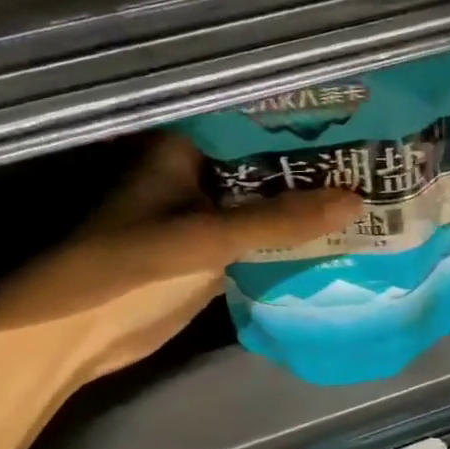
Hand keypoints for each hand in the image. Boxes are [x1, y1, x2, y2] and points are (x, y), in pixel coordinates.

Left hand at [0, 136, 359, 387]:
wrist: (77, 336)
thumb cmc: (131, 266)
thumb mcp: (209, 237)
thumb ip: (281, 220)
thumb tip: (357, 202)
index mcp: (184, 149)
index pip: (250, 118)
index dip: (298, 117)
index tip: (351, 112)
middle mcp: (197, 174)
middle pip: (264, 162)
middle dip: (311, 163)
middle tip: (373, 154)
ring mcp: (205, 215)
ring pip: (264, 201)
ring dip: (304, 202)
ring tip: (368, 187)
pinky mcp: (211, 253)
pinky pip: (260, 236)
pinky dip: (290, 237)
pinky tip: (336, 231)